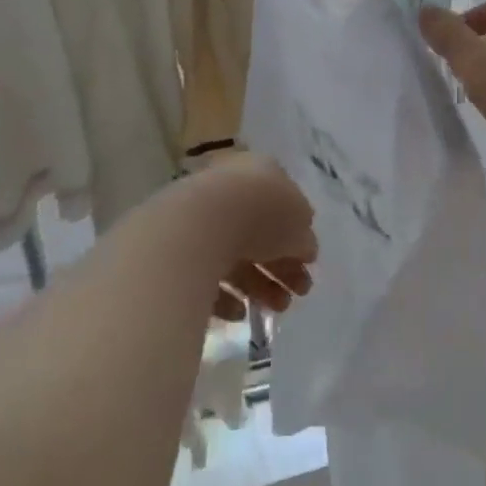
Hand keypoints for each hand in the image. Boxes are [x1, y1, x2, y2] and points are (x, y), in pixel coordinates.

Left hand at [177, 153, 316, 322]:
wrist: (198, 228)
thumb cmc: (260, 214)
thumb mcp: (299, 226)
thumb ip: (304, 239)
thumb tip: (305, 248)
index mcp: (259, 172)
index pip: (282, 204)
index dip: (298, 235)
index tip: (308, 263)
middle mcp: (228, 190)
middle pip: (259, 233)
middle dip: (282, 267)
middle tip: (299, 293)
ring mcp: (200, 219)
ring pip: (234, 256)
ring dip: (260, 286)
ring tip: (276, 309)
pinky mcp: (177, 250)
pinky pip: (206, 274)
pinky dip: (225, 295)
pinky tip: (239, 313)